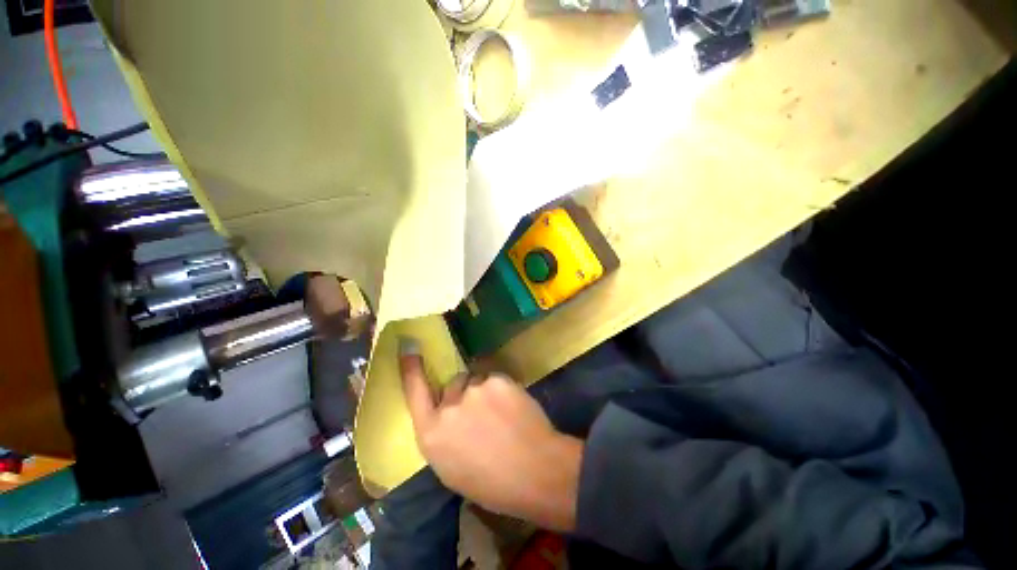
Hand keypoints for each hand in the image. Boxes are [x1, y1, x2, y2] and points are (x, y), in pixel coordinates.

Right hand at [399, 336, 582, 531]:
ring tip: (501, 413)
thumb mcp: (452, 468)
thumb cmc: (492, 483)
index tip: (408, 346)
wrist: (535, 471)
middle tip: (483, 412)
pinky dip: (501, 389)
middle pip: (453, 384)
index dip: (411, 369)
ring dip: (484, 390)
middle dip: (463, 393)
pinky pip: (495, 378)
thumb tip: (448, 416)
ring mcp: (474, 390)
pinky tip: (513, 407)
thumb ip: (443, 435)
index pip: (415, 392)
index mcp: (432, 434)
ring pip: (476, 380)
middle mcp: (449, 407)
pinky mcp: (497, 380)